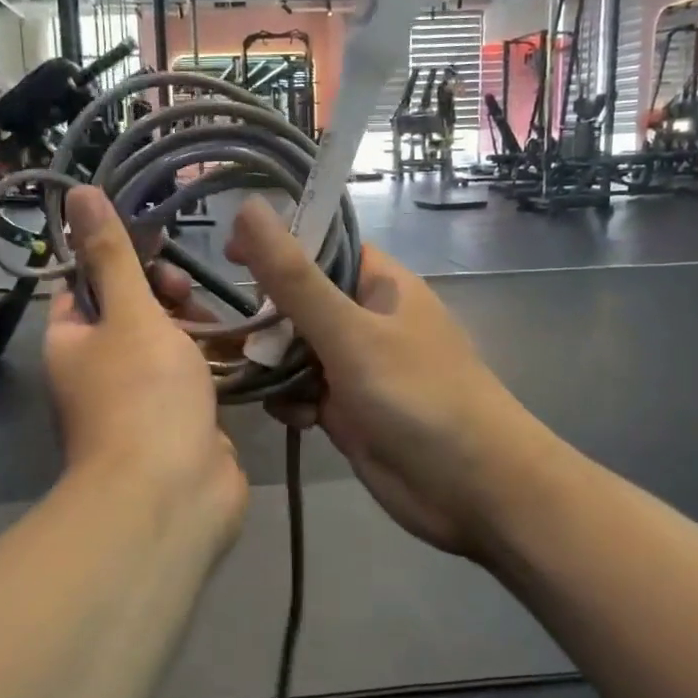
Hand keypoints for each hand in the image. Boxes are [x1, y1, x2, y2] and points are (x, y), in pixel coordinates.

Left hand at [44, 188, 246, 541]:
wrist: (173, 495)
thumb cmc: (143, 394)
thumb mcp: (128, 313)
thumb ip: (112, 254)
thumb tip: (78, 191)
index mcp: (72, 343)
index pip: (83, 285)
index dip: (116, 259)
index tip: (156, 239)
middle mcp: (100, 370)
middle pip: (130, 313)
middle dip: (162, 294)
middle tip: (186, 289)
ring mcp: (142, 399)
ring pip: (167, 345)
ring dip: (193, 327)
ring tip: (219, 320)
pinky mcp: (180, 421)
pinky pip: (194, 377)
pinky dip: (213, 360)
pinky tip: (241, 344)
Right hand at [225, 197, 541, 558]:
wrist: (473, 491)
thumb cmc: (418, 397)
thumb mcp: (350, 333)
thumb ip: (294, 278)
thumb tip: (248, 206)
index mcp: (378, 284)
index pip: (319, 246)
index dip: (274, 244)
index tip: (225, 253)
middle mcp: (364, 320)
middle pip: (297, 301)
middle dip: (263, 315)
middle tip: (225, 330)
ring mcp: (353, 367)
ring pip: (292, 351)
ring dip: (269, 363)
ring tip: (249, 376)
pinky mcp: (345, 411)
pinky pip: (299, 392)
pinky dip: (288, 401)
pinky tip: (294, 418)